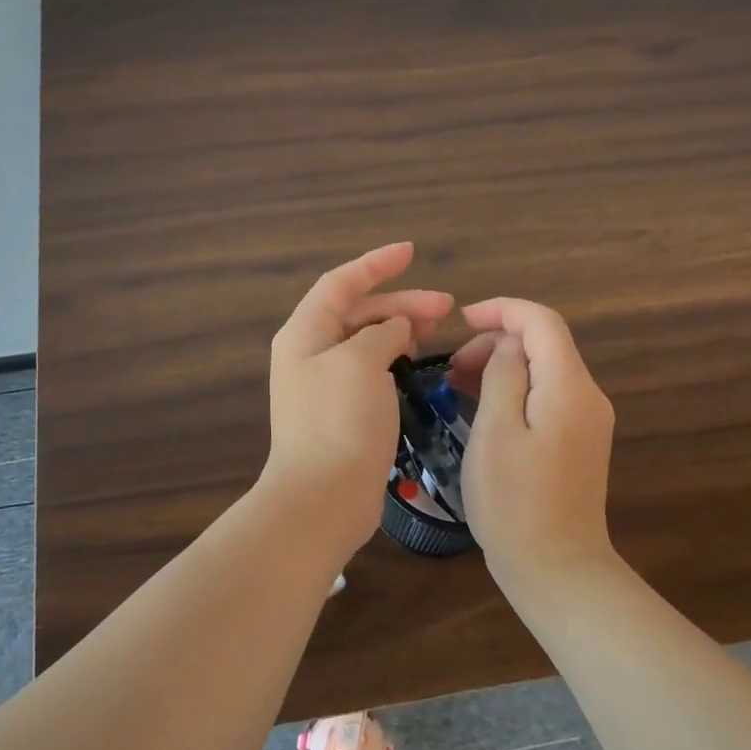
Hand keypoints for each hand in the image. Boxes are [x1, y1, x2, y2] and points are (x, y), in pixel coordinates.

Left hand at [264, 243, 453, 559]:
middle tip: (445, 306)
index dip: (376, 263)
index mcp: (305, 333)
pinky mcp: (342, 413)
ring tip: (435, 331)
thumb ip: (381, 333)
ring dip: (399, 330)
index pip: (341, 283)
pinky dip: (394, 361)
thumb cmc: (338, 422)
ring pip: (366, 343)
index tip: (411, 252)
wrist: (322, 498)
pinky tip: (417, 365)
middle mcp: (310, 354)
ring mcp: (325, 386)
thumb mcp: (361, 362)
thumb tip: (395, 329)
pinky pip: (370, 372)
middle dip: (400, 302)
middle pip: (358, 312)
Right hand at [450, 298, 616, 576]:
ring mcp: (586, 421)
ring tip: (458, 385)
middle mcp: (587, 396)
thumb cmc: (514, 501)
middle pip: (544, 344)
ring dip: (502, 366)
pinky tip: (483, 408)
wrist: (557, 568)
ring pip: (543, 370)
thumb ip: (503, 375)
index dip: (502, 310)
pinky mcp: (578, 442)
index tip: (461, 320)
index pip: (542, 322)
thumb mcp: (496, 431)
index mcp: (569, 387)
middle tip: (451, 367)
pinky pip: (546, 397)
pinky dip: (514, 390)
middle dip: (496, 341)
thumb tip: (507, 345)